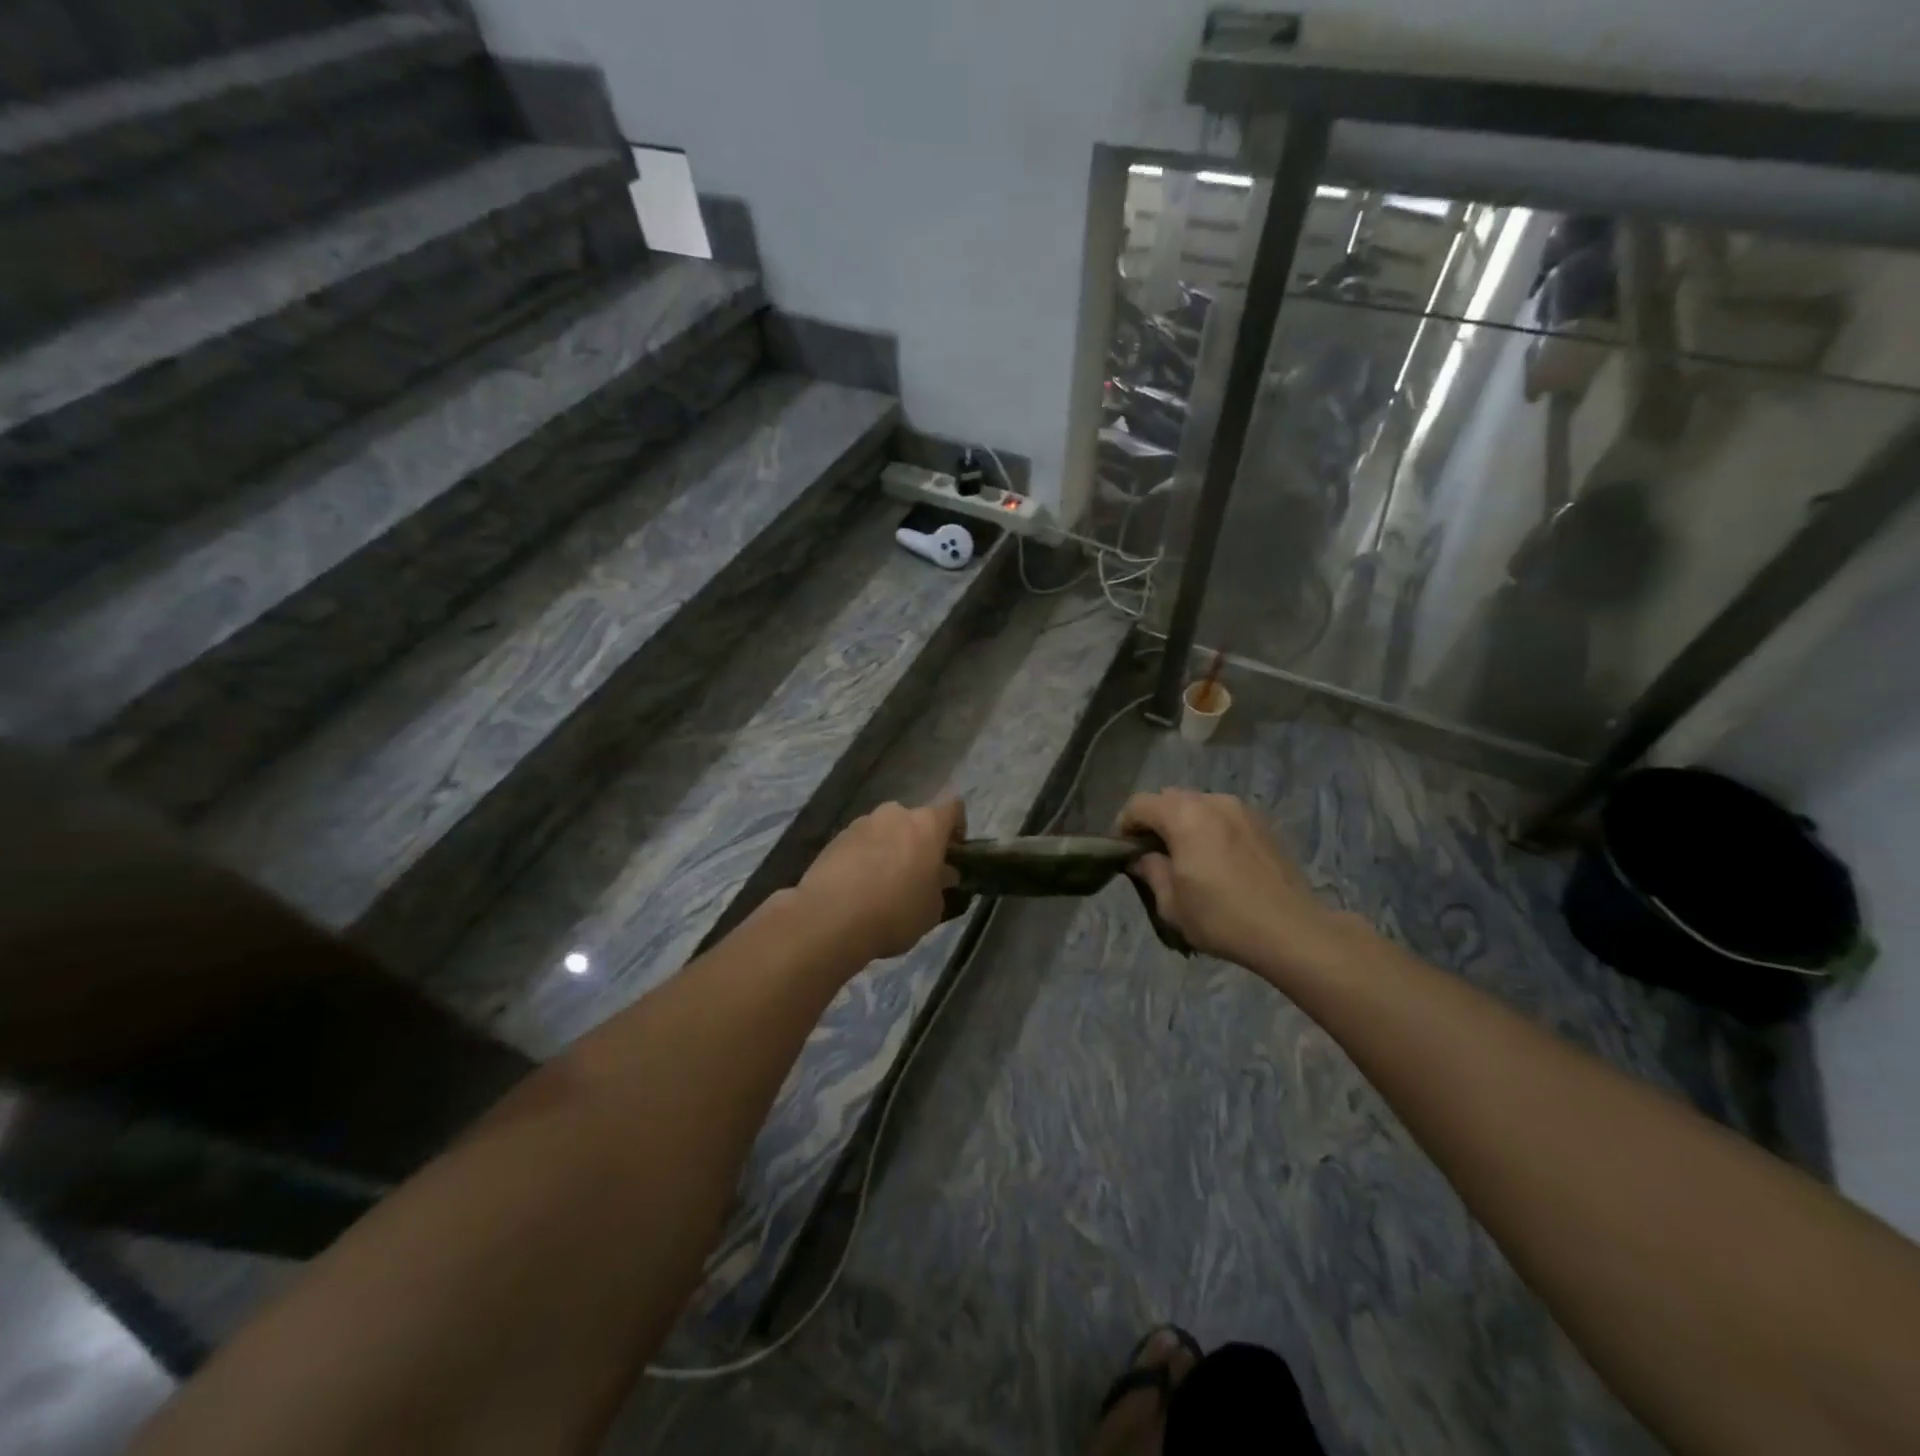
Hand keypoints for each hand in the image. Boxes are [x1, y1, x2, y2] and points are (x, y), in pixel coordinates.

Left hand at [796, 798, 964, 962]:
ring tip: (883, 884)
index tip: (953, 855)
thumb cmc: (895, 911)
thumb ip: (941, 886)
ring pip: (886, 831)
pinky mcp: (835, 838)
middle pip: (915, 821)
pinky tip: (859, 888)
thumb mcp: (933, 909)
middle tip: (918, 874)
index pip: (954, 808)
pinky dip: (865, 858)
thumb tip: (943, 874)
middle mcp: (895, 814)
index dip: (957, 829)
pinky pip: (861, 844)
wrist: (830, 918)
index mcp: (927, 824)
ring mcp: (862, 823)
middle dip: (919, 842)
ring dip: (890, 849)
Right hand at [1117, 789, 1343, 976]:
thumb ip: (1151, 871)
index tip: (1124, 852)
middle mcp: (1212, 801)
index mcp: (1184, 815)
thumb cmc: (1222, 916)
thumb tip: (1143, 858)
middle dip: (1155, 821)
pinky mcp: (1263, 824)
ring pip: (1199, 805)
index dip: (1124, 825)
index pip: (1139, 804)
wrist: (1291, 930)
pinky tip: (1216, 861)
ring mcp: (1241, 810)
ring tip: (1187, 857)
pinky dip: (1210, 829)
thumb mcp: (1172, 903)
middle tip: (1152, 854)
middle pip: (1169, 799)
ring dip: (1184, 823)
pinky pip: (1223, 817)